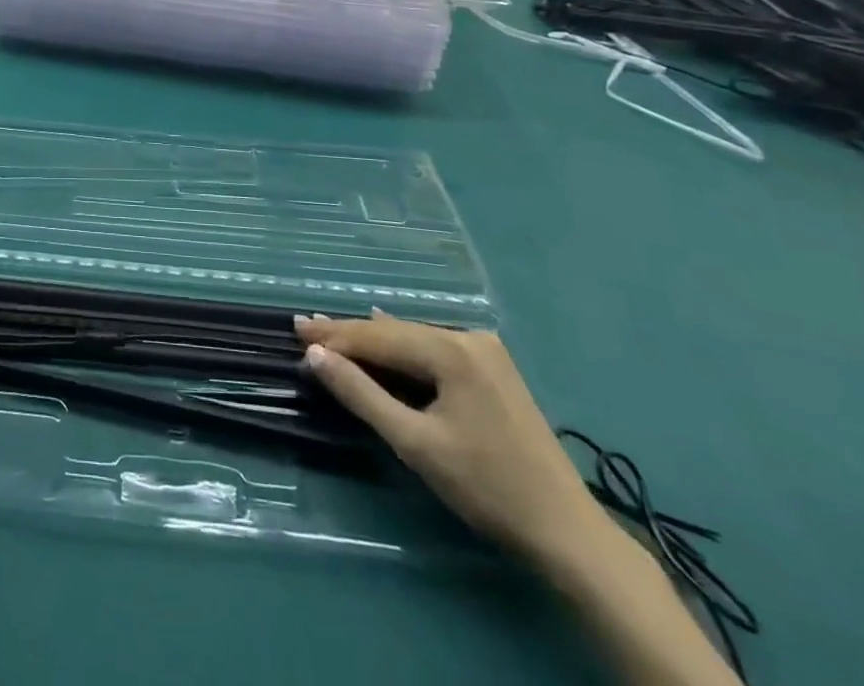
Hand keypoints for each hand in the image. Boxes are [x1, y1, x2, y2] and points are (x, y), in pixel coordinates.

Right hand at [298, 313, 606, 573]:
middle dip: (350, 335)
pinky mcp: (494, 370)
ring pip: (415, 340)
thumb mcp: (415, 444)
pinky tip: (385, 343)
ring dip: (375, 343)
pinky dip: (403, 353)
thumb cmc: (486, 488)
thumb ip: (361, 394)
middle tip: (306, 329)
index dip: (334, 335)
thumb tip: (315, 356)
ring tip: (332, 336)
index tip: (295, 330)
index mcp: (452, 350)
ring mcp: (486, 352)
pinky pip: (434, 351)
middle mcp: (469, 338)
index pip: (378, 336)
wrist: (568, 533)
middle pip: (395, 333)